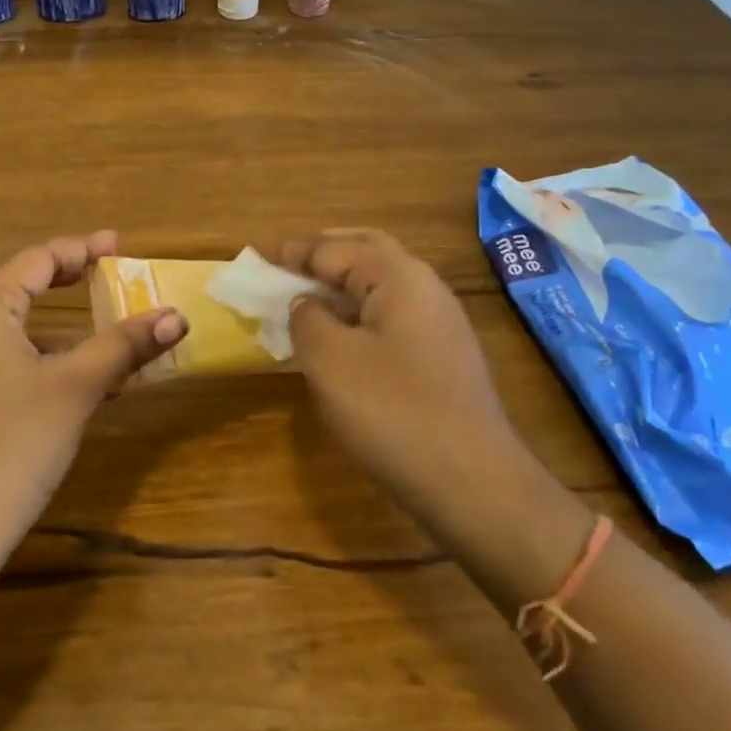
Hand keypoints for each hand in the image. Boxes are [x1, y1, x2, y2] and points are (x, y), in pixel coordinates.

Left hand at [0, 232, 185, 589]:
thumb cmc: (7, 448)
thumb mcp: (74, 390)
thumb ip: (124, 346)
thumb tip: (177, 317)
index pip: (34, 258)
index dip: (81, 249)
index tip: (119, 245)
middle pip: (0, 275)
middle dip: (48, 268)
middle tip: (91, 270)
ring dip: (31, 306)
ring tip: (79, 318)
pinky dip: (15, 341)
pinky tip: (47, 372)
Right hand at [281, 229, 532, 544]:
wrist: (473, 482)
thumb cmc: (393, 411)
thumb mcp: (330, 360)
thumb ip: (307, 318)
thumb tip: (306, 302)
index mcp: (398, 275)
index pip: (334, 248)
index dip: (292, 251)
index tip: (256, 255)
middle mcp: (424, 286)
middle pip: (366, 250)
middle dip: (324, 251)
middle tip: (286, 261)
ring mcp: (440, 322)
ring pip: (382, 282)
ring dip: (343, 280)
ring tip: (307, 294)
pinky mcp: (443, 355)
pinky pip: (392, 312)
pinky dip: (360, 309)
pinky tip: (342, 334)